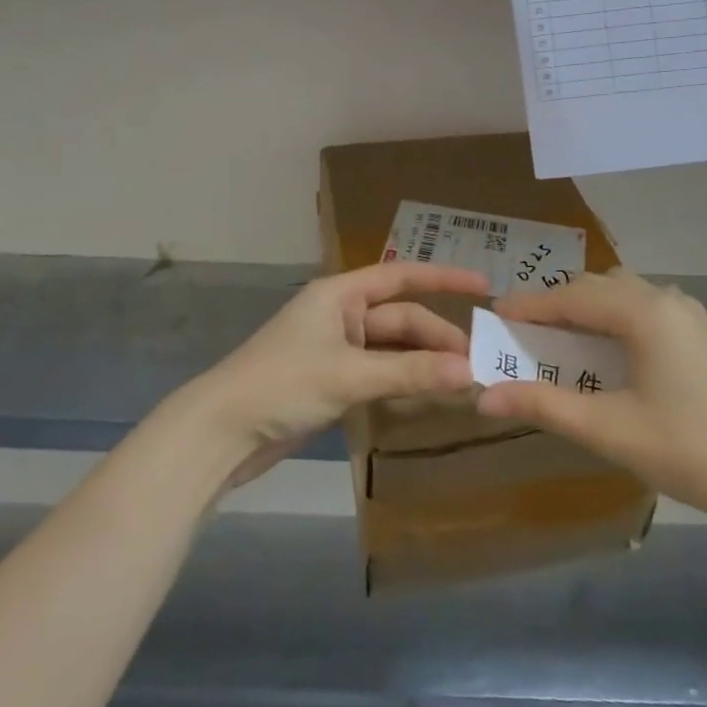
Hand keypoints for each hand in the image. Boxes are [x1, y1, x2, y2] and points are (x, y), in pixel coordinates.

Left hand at [188, 262, 489, 485]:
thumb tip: (470, 372)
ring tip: (462, 382)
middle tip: (478, 362)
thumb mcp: (349, 375)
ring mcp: (336, 350)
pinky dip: (403, 383)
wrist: (222, 431)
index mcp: (340, 294)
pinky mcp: (332, 382)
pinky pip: (379, 375)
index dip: (443, 279)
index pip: (401, 276)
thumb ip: (409, 373)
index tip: (484, 285)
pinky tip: (428, 397)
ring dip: (423, 364)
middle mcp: (340, 315)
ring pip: (392, 350)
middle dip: (437, 338)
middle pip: (401, 319)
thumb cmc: (282, 384)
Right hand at [476, 269, 706, 531]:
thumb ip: (544, 406)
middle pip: (597, 287)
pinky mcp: (703, 334)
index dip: (529, 306)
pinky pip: (644, 309)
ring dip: (586, 309)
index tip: (494, 315)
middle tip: (520, 330)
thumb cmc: (689, 451)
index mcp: (644, 312)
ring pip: (622, 294)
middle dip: (555, 304)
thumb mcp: (609, 430)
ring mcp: (690, 315)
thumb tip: (484, 396)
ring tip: (557, 338)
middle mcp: (667, 299)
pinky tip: (606, 350)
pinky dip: (613, 319)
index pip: (571, 297)